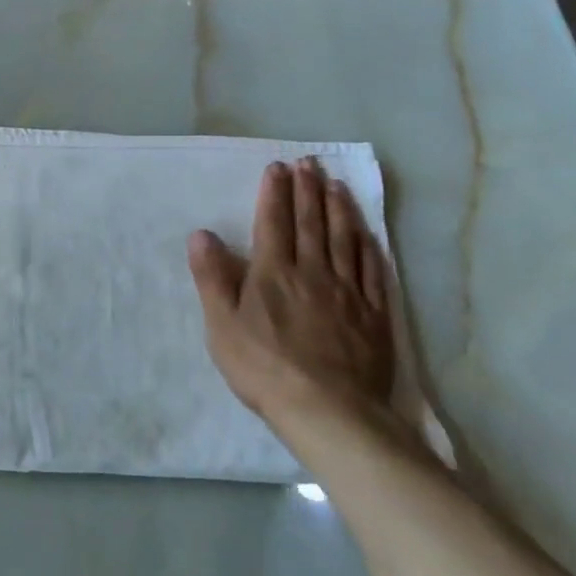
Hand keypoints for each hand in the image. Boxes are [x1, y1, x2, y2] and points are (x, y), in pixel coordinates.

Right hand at [188, 157, 394, 432]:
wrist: (329, 412)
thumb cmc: (264, 368)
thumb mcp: (221, 324)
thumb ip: (212, 277)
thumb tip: (202, 234)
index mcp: (273, 272)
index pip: (273, 222)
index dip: (275, 192)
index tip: (278, 167)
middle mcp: (312, 272)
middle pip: (311, 223)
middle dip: (308, 190)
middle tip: (310, 163)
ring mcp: (348, 292)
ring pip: (344, 240)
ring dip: (339, 209)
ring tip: (337, 185)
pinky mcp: (374, 315)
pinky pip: (373, 271)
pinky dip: (369, 247)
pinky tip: (367, 234)